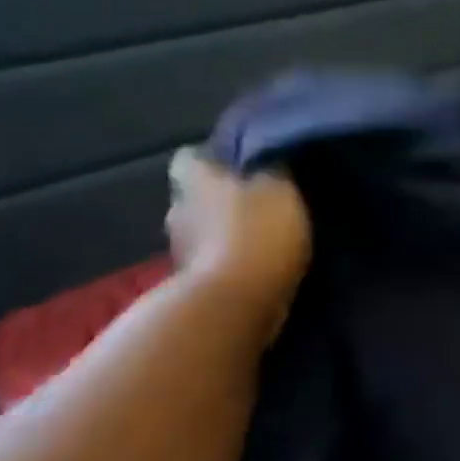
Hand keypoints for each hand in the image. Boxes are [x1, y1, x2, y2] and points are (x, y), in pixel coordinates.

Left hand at [166, 148, 312, 342]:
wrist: (237, 303)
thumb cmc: (258, 233)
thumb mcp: (281, 189)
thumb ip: (272, 170)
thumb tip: (267, 159)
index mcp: (195, 179)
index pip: (190, 158)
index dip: (213, 160)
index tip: (239, 167)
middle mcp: (179, 209)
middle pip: (196, 197)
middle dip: (221, 200)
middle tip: (257, 205)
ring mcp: (181, 251)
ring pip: (203, 232)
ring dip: (225, 235)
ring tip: (261, 241)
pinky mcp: (193, 285)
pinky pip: (212, 265)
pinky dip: (230, 265)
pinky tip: (257, 269)